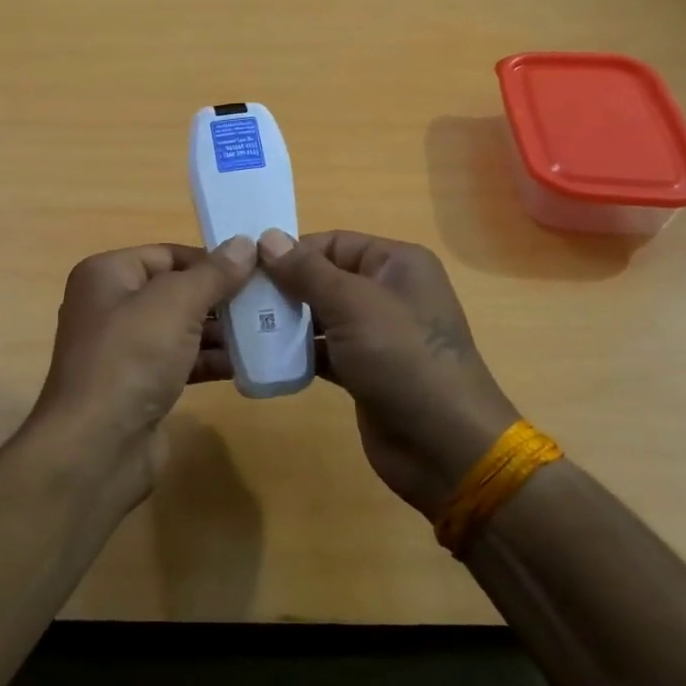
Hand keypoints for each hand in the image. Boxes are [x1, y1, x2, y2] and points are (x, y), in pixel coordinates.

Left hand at [29, 237, 257, 493]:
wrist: (97, 447)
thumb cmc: (131, 358)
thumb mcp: (176, 304)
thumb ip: (213, 273)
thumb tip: (244, 243)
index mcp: (107, 275)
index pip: (167, 254)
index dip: (211, 259)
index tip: (257, 268)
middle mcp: (110, 306)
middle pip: (175, 291)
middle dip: (220, 296)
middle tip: (268, 300)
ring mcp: (124, 349)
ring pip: (180, 328)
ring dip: (221, 330)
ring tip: (268, 330)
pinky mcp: (139, 385)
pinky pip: (180, 361)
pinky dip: (210, 360)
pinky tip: (248, 364)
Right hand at [259, 229, 513, 517]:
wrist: (445, 447)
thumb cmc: (403, 360)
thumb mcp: (353, 305)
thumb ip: (307, 271)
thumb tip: (267, 237)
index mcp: (397, 264)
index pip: (334, 243)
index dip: (292, 251)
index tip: (246, 267)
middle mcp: (388, 292)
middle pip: (325, 278)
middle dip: (284, 287)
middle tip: (239, 298)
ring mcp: (378, 334)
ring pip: (322, 315)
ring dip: (287, 321)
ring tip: (243, 326)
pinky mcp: (365, 370)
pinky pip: (325, 350)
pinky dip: (299, 352)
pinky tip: (266, 357)